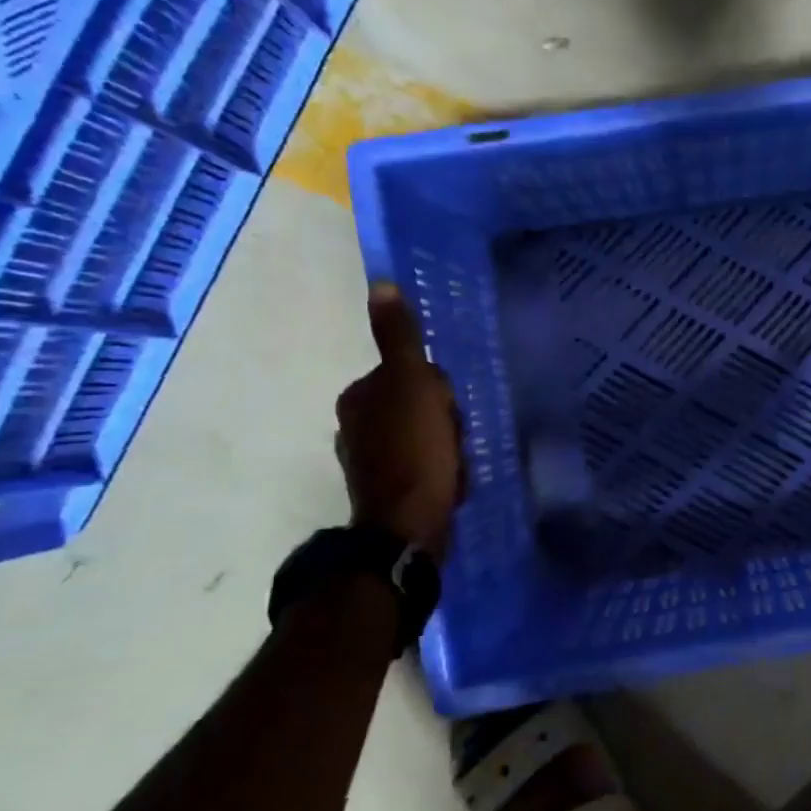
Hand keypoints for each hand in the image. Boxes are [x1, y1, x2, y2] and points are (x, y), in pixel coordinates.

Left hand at [335, 284, 465, 560]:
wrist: (408, 526)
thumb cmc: (415, 450)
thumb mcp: (414, 384)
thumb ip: (399, 338)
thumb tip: (380, 284)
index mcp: (359, 396)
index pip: (413, 374)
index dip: (440, 390)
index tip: (448, 411)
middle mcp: (355, 424)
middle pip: (418, 405)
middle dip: (443, 420)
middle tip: (454, 440)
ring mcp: (368, 460)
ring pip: (422, 436)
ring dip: (444, 447)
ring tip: (455, 466)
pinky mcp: (384, 489)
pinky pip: (422, 465)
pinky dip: (439, 470)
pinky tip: (450, 483)